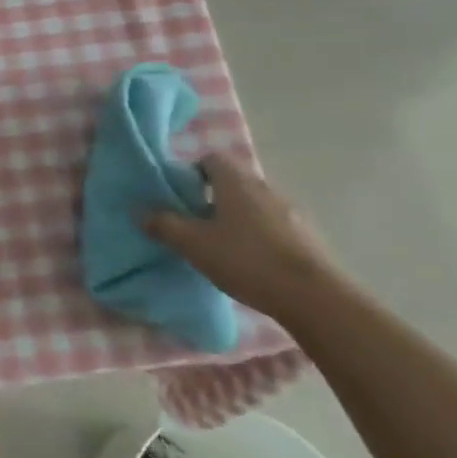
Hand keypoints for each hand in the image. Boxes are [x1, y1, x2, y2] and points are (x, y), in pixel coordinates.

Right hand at [143, 154, 348, 323]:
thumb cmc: (247, 260)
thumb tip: (141, 212)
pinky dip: (259, 236)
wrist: (314, 298)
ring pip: (254, 205)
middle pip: (233, 182)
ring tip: (222, 246)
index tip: (180, 195)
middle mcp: (264, 188)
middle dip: (212, 197)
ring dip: (237, 218)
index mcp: (235, 182)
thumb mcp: (193, 244)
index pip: (210, 159)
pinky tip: (251, 262)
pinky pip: (274, 226)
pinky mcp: (308, 237)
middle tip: (194, 223)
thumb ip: (164, 225)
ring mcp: (291, 212)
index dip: (191, 172)